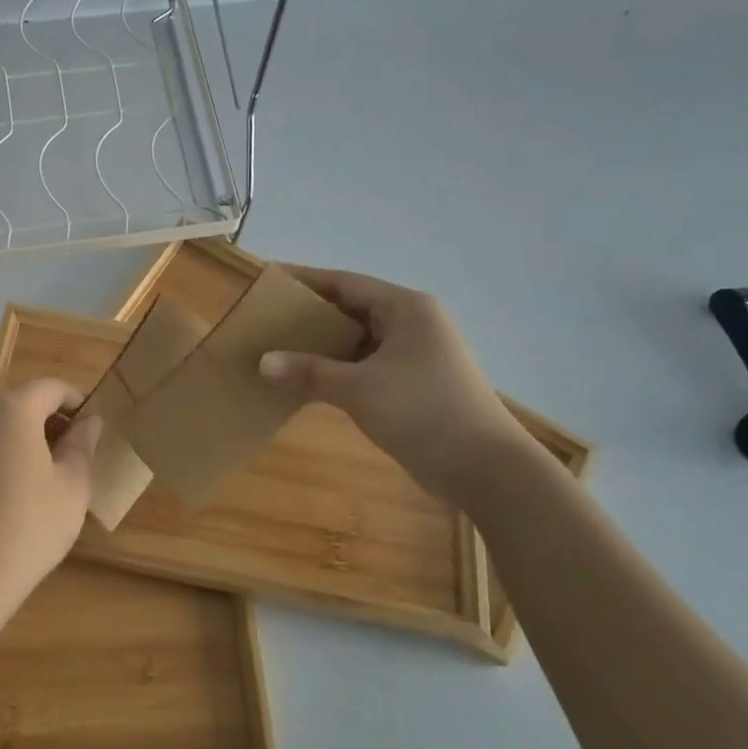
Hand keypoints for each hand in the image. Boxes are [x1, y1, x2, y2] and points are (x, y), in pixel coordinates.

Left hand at [0, 378, 102, 618]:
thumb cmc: (28, 527)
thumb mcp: (72, 489)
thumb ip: (82, 447)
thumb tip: (88, 422)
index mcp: (13, 410)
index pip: (50, 387)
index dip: (75, 400)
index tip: (90, 428)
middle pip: (19, 404)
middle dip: (47, 421)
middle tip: (71, 455)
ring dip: (20, 440)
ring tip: (40, 479)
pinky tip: (6, 499)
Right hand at [259, 267, 536, 503]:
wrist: (485, 468)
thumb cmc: (423, 412)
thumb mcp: (358, 388)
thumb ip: (309, 371)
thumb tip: (263, 362)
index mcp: (406, 309)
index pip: (345, 283)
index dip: (305, 280)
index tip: (268, 280)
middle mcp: (413, 323)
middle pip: (352, 308)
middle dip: (310, 314)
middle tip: (267, 318)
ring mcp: (416, 354)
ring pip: (359, 339)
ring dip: (323, 345)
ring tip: (279, 347)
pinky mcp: (414, 383)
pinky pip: (366, 364)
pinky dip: (338, 368)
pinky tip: (308, 379)